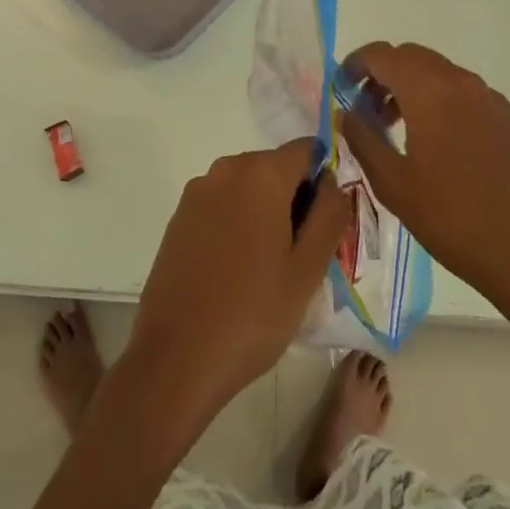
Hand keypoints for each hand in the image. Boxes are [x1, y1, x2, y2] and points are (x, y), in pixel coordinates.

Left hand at [125, 140, 349, 436]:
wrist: (175, 359)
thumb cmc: (252, 314)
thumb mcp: (308, 270)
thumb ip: (330, 215)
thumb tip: (334, 182)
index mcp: (261, 173)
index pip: (307, 150)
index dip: (324, 179)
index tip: (326, 223)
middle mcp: (226, 169)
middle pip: (276, 167)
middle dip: (296, 199)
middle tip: (304, 255)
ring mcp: (197, 192)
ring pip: (248, 188)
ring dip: (266, 213)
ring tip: (271, 269)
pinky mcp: (179, 217)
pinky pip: (222, 205)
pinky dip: (238, 223)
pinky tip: (237, 271)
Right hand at [339, 42, 509, 370]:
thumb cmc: (453, 220)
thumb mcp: (393, 184)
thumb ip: (363, 139)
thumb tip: (347, 112)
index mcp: (430, 91)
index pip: (382, 54)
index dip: (355, 64)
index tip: (341, 89)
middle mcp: (462, 82)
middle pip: (411, 57)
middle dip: (383, 74)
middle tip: (366, 110)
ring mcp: (490, 99)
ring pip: (439, 73)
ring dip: (412, 87)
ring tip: (398, 129)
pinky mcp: (509, 119)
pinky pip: (464, 94)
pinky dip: (440, 101)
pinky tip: (438, 145)